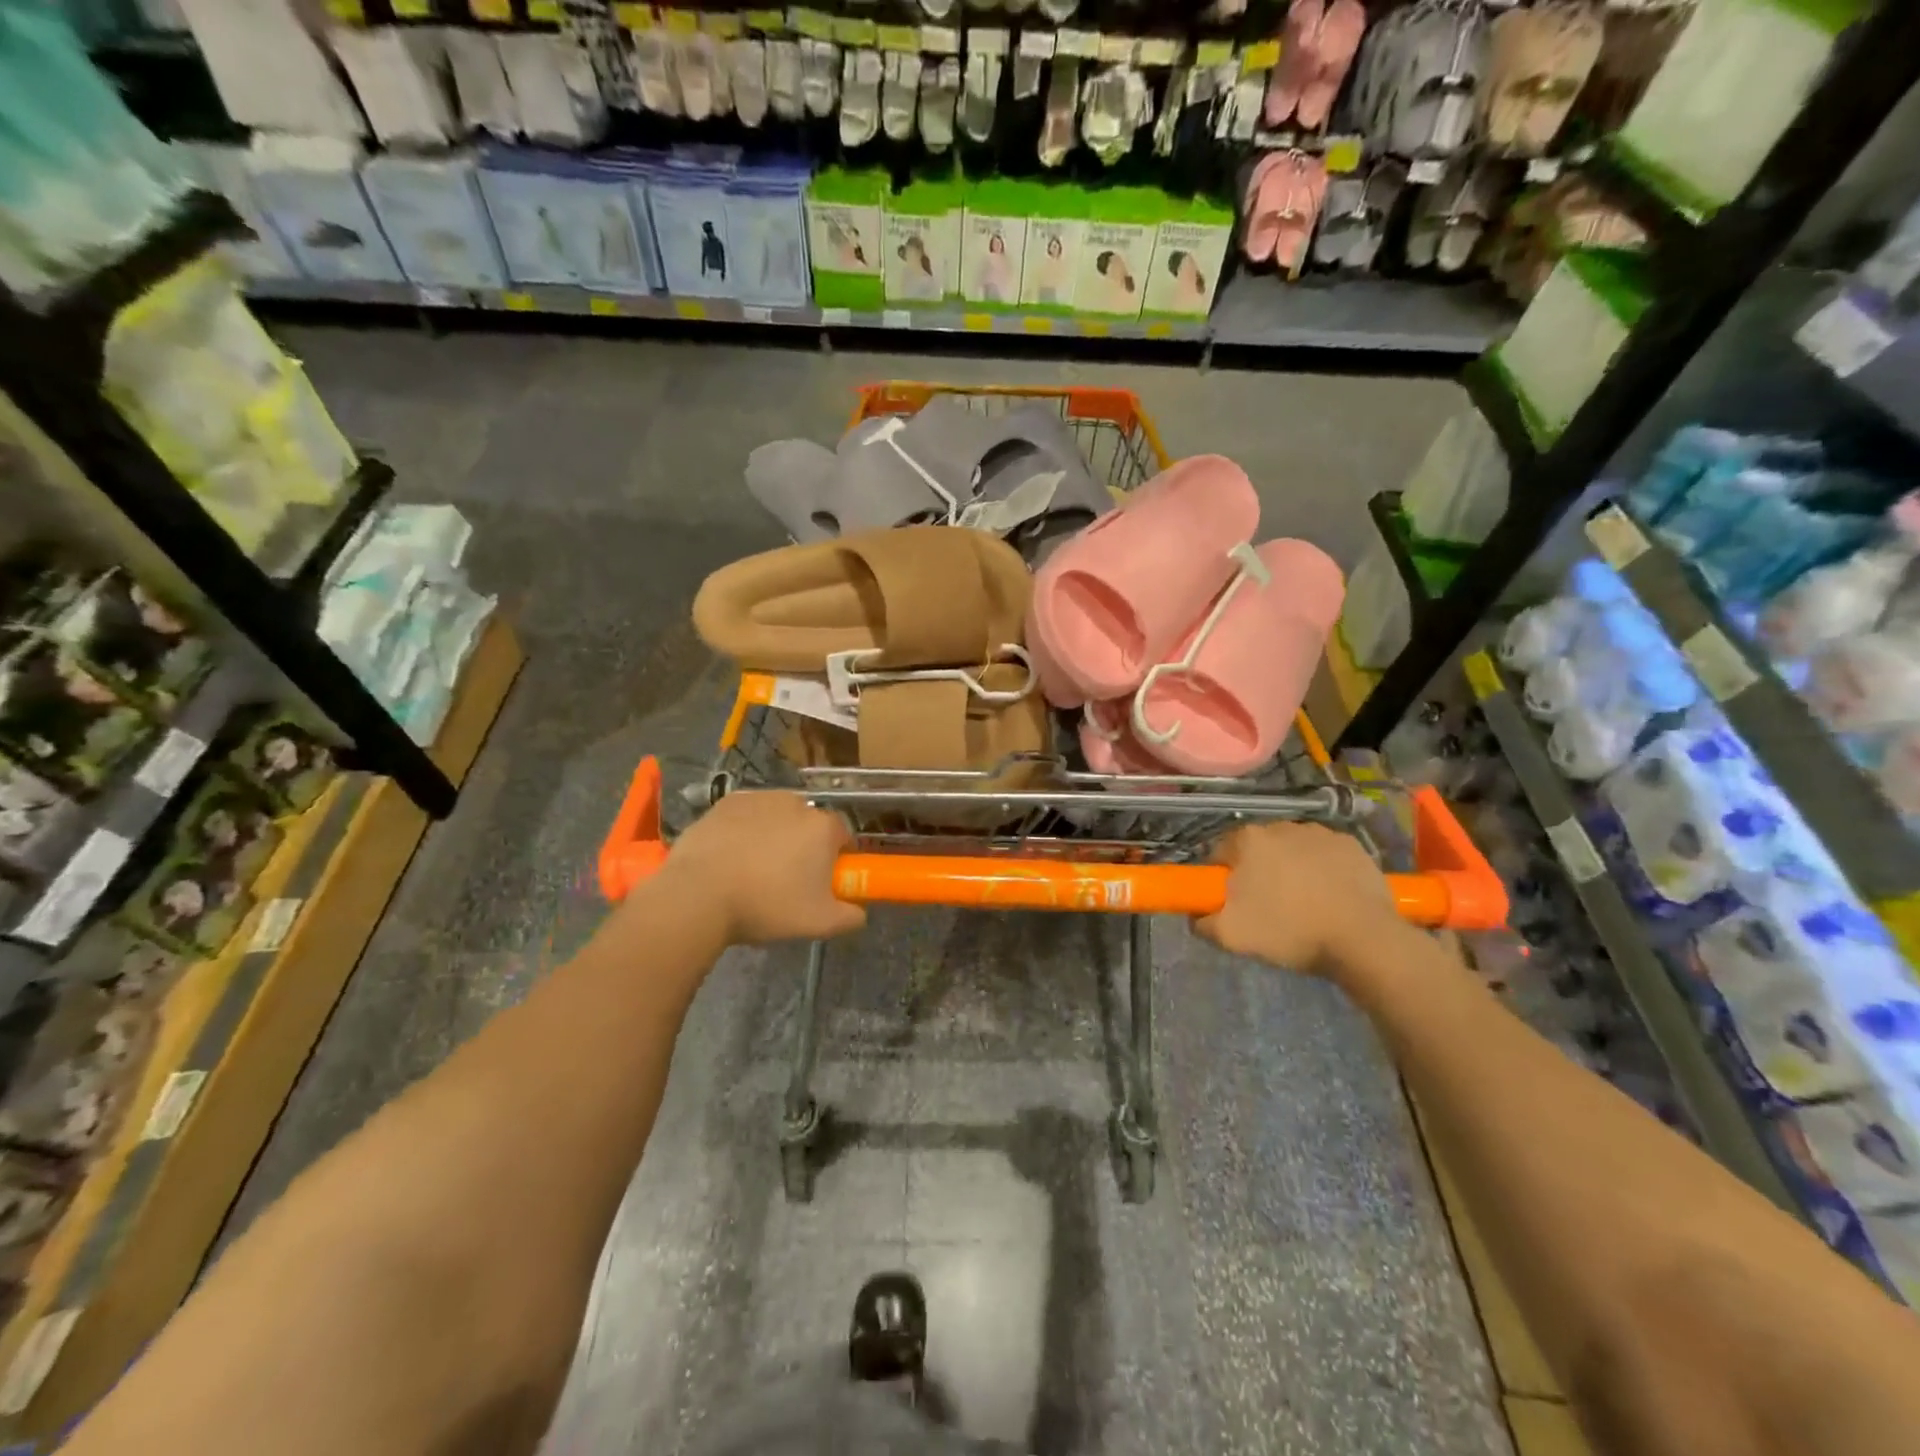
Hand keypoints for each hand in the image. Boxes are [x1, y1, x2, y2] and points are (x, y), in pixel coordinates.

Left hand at [655, 791, 866, 944]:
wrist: (698, 895)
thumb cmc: (766, 906)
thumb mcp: (819, 923)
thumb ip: (850, 917)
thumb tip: (859, 913)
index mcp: (823, 827)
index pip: (843, 837)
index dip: (835, 859)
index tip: (821, 882)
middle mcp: (796, 803)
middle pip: (809, 824)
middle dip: (803, 846)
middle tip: (787, 880)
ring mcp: (758, 798)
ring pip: (777, 817)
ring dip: (773, 835)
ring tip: (753, 869)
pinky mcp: (725, 802)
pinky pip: (746, 815)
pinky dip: (744, 830)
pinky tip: (730, 857)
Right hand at [1195, 821, 1399, 980]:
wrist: (1363, 940)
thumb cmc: (1290, 931)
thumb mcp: (1231, 936)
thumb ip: (1202, 922)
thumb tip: (1197, 916)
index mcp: (1249, 839)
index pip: (1220, 852)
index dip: (1222, 878)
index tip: (1231, 902)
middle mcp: (1282, 825)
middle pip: (1258, 849)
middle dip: (1257, 871)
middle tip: (1266, 907)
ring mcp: (1322, 832)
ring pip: (1293, 850)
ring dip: (1291, 869)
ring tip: (1303, 904)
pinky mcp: (1353, 846)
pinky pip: (1326, 856)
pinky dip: (1323, 871)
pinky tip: (1330, 898)